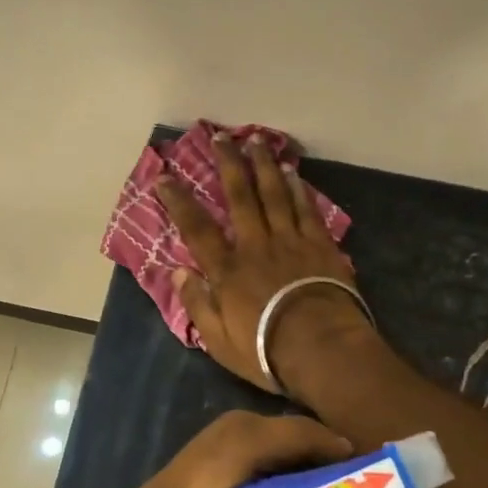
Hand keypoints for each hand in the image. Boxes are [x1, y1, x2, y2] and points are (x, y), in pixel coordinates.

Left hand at [107, 411, 421, 487]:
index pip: (233, 445)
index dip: (297, 438)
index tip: (351, 454)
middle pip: (223, 436)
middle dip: (289, 442)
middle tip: (342, 467)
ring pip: (216, 447)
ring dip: (272, 454)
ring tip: (322, 479)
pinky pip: (206, 469)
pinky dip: (251, 472)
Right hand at [158, 134, 376, 392]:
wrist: (322, 348)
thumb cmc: (266, 350)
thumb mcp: (218, 340)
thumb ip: (197, 304)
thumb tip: (177, 272)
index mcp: (228, 270)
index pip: (197, 228)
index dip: (179, 201)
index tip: (164, 177)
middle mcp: (256, 245)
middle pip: (240, 196)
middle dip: (228, 164)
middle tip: (220, 136)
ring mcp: (291, 241)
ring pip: (274, 194)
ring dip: (264, 165)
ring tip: (257, 140)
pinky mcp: (320, 245)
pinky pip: (306, 209)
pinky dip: (298, 189)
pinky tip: (294, 172)